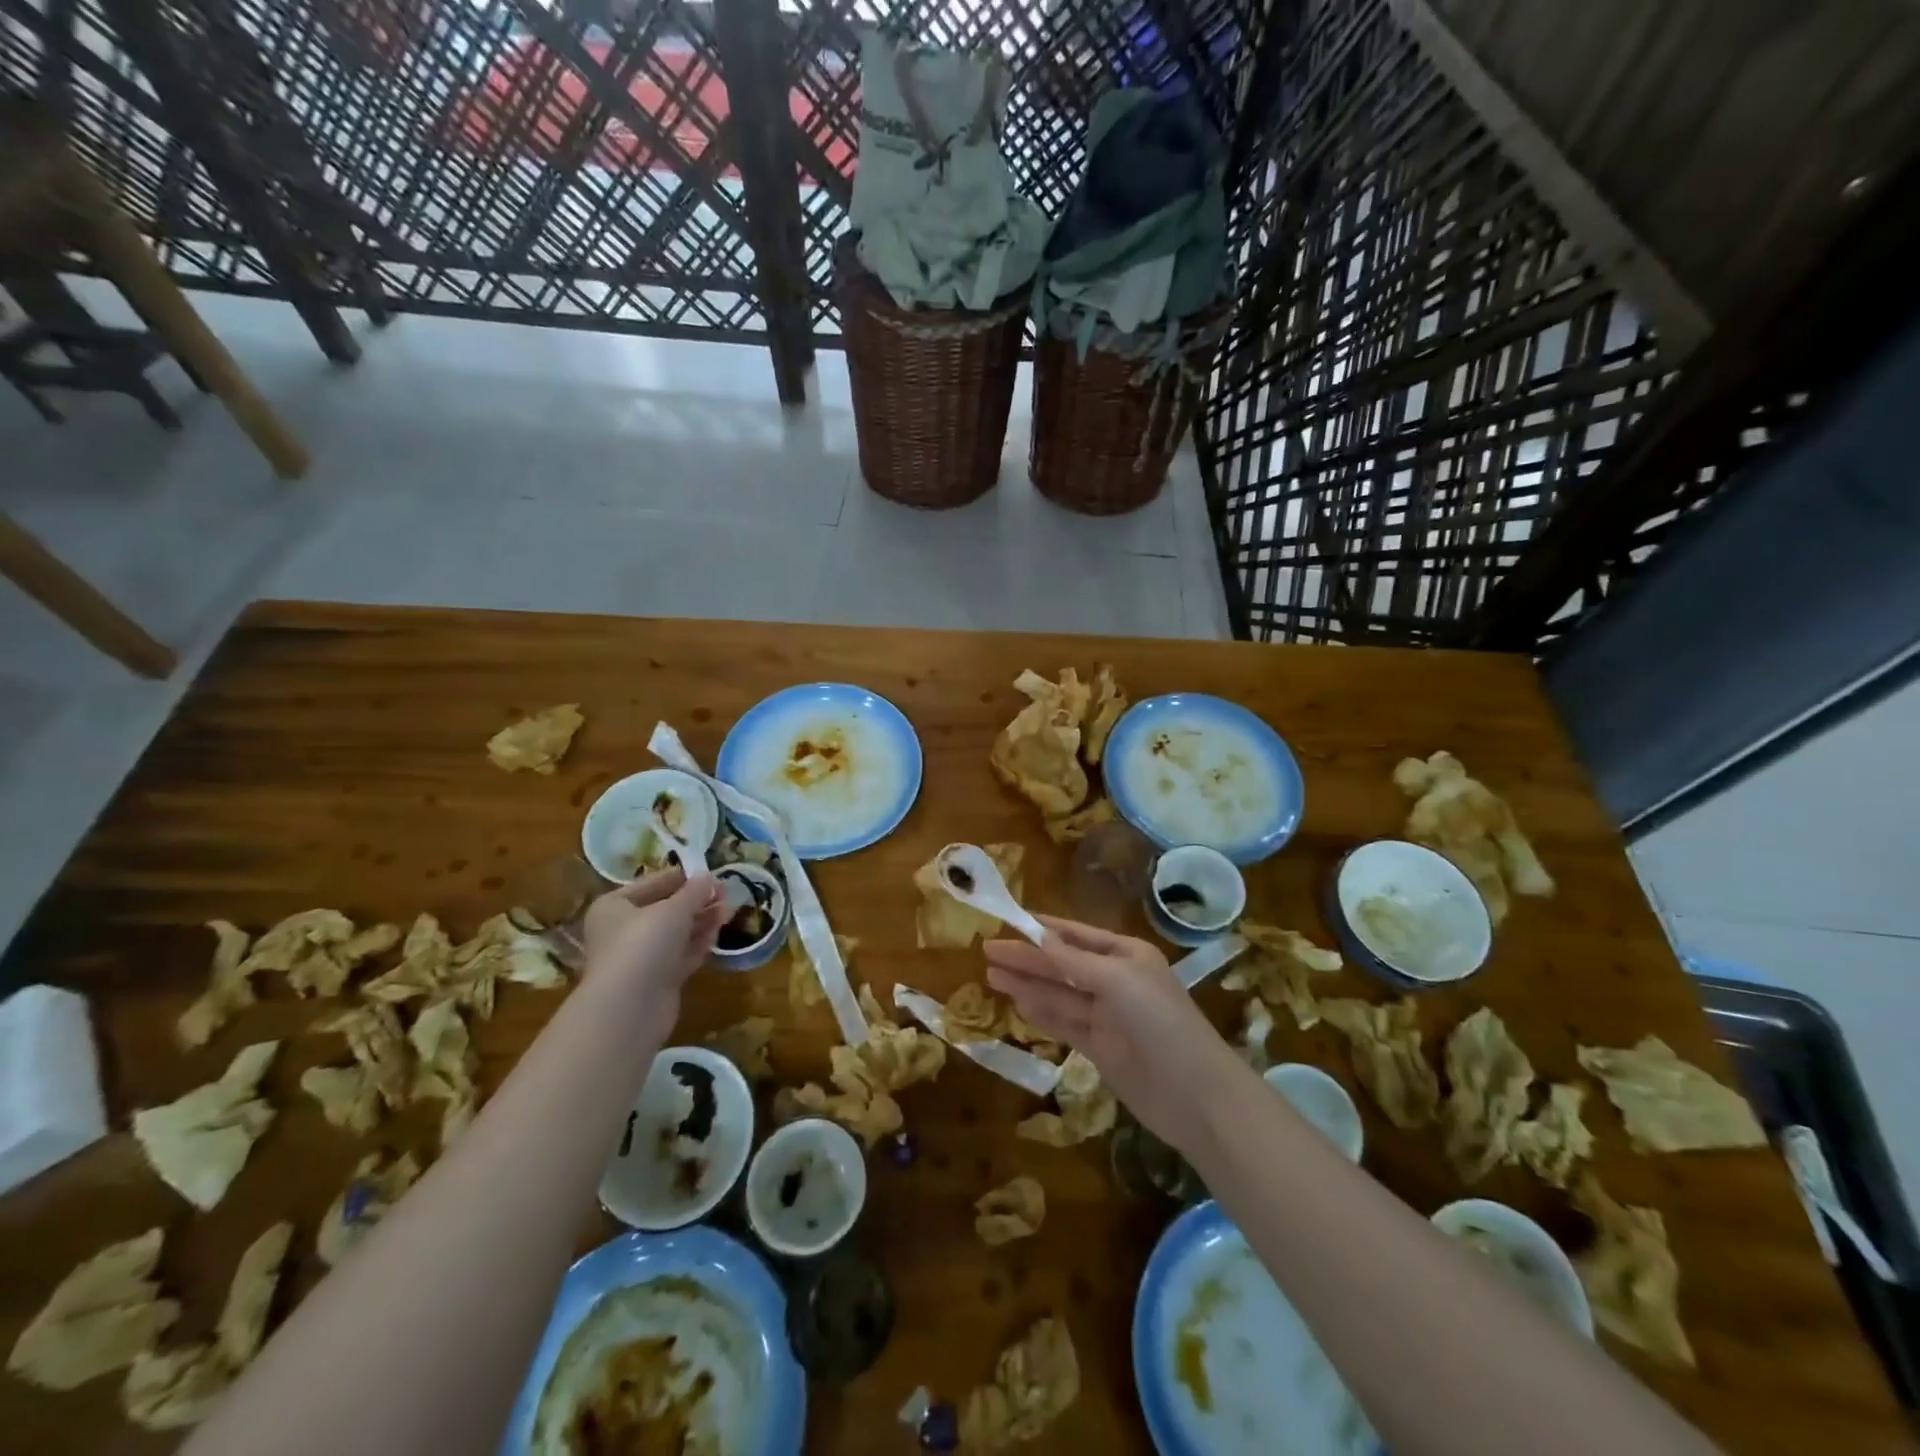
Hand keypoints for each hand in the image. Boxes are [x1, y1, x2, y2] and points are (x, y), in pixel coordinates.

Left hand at [581, 870, 725, 1029]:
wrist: (629, 1008)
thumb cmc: (644, 944)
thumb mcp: (674, 909)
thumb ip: (694, 891)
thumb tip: (708, 876)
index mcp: (614, 906)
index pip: (653, 883)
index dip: (684, 878)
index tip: (712, 874)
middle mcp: (622, 930)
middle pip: (665, 910)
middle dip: (696, 902)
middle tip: (726, 894)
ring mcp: (639, 957)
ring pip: (675, 934)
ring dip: (701, 922)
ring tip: (728, 911)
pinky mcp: (655, 980)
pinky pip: (680, 956)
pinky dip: (697, 945)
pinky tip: (717, 935)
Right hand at [985, 916, 1242, 1155]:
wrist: (1195, 1096)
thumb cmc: (1159, 1023)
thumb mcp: (1117, 981)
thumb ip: (1073, 960)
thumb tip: (1037, 936)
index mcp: (1125, 954)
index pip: (1076, 934)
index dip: (1042, 928)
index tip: (1008, 920)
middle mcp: (1115, 981)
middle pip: (1062, 964)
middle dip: (1026, 957)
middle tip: (986, 950)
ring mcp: (1106, 1016)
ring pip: (1058, 994)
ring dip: (1027, 984)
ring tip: (991, 974)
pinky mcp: (1099, 1048)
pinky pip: (1063, 1023)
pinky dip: (1040, 1012)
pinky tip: (1017, 1003)